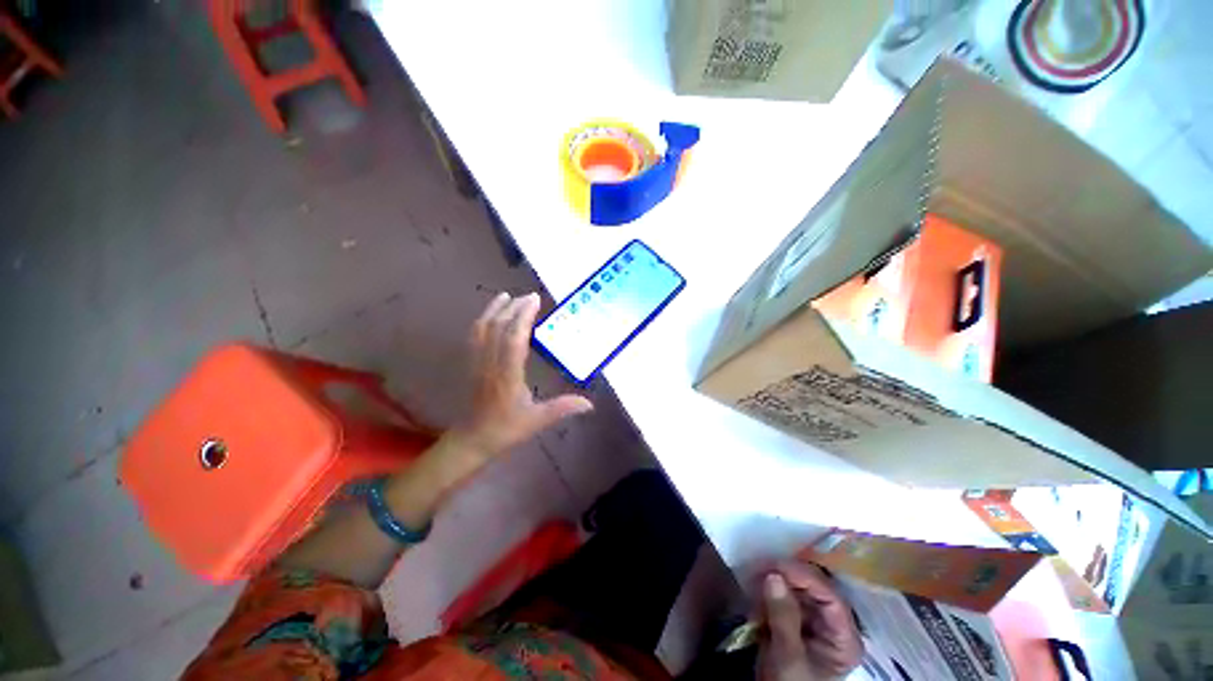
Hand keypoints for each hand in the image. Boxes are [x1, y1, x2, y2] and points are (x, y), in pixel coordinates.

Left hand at [451, 292, 592, 457]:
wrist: (472, 439)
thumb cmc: (506, 429)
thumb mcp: (537, 420)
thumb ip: (562, 409)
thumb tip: (589, 404)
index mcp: (507, 375)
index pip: (514, 339)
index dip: (524, 317)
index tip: (535, 300)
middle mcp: (490, 364)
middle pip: (498, 328)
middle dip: (513, 308)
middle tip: (529, 296)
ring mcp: (477, 362)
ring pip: (482, 329)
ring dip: (494, 310)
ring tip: (507, 296)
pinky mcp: (471, 364)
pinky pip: (474, 336)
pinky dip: (483, 320)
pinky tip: (490, 314)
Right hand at [759, 561, 862, 680]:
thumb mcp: (787, 657)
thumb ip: (783, 617)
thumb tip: (773, 575)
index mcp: (844, 639)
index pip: (831, 598)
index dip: (807, 578)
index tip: (778, 565)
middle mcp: (833, 625)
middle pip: (815, 589)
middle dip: (788, 576)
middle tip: (761, 566)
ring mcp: (814, 620)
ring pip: (798, 588)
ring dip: (776, 580)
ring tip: (755, 576)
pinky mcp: (796, 618)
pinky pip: (785, 594)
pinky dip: (769, 589)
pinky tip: (755, 587)